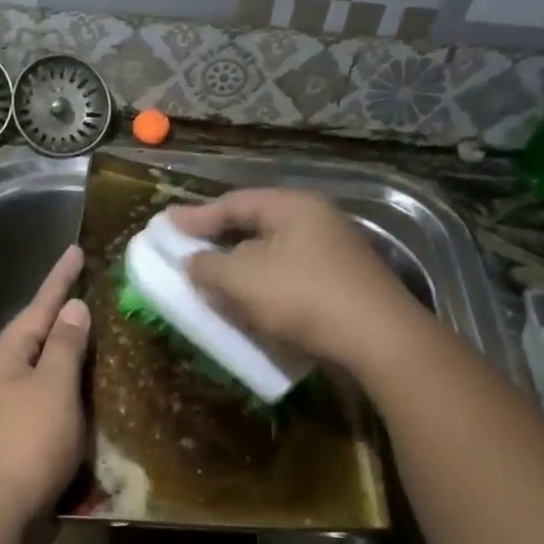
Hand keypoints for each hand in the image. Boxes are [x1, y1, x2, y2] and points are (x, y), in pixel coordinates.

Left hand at [0, 245, 89, 537]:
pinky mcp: (21, 439)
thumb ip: (65, 346)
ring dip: (72, 355)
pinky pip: (51, 402)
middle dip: (66, 316)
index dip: (60, 278)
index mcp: (5, 357)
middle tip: (97, 291)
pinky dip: (73, 392)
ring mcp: (8, 410)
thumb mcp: (53, 387)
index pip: (39, 306)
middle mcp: (1, 378)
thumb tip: (73, 308)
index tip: (77, 250)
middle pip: (38, 336)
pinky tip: (95, 392)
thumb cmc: (27, 443)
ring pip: (46, 371)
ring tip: (103, 335)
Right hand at [169, 190, 425, 373]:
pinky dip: (263, 290)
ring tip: (212, 283)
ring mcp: (334, 256)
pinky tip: (248, 307)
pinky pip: (290, 281)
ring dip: (240, 270)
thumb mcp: (242, 278)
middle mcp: (317, 223)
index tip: (165, 224)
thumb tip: (193, 262)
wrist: (377, 340)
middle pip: (256, 227)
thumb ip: (208, 266)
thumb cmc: (303, 296)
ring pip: (273, 257)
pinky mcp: (341, 288)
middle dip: (219, 242)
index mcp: (294, 207)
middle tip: (187, 250)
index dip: (197, 215)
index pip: (235, 203)